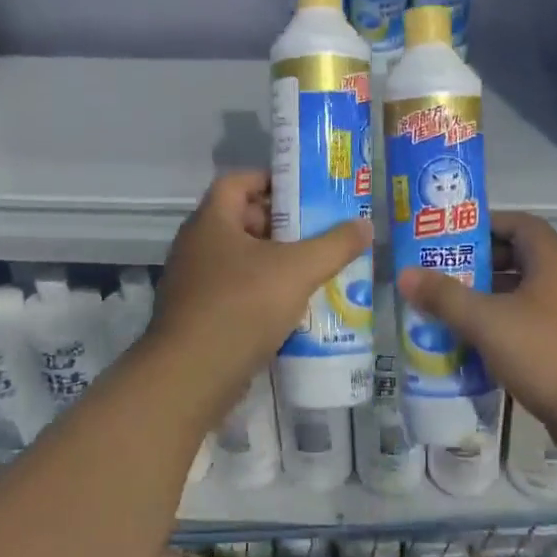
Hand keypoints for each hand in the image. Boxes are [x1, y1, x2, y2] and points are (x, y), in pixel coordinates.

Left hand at [146, 170, 370, 418]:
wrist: (191, 377)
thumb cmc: (242, 306)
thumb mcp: (298, 270)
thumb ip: (335, 245)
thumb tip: (365, 225)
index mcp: (211, 222)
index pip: (237, 181)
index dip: (270, 180)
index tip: (305, 191)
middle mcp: (196, 246)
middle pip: (241, 220)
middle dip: (281, 225)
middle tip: (319, 232)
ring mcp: (193, 283)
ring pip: (240, 259)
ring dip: (274, 262)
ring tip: (314, 269)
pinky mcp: (198, 316)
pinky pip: (235, 291)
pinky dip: (262, 292)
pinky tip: (292, 307)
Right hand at [396, 212, 556, 464]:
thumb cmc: (547, 354)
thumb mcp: (487, 322)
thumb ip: (445, 297)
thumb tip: (405, 274)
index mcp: (554, 262)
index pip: (520, 224)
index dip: (486, 224)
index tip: (451, 236)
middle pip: (520, 259)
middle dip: (480, 265)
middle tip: (442, 275)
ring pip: (525, 296)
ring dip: (490, 300)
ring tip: (450, 310)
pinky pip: (533, 325)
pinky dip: (505, 328)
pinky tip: (477, 346)